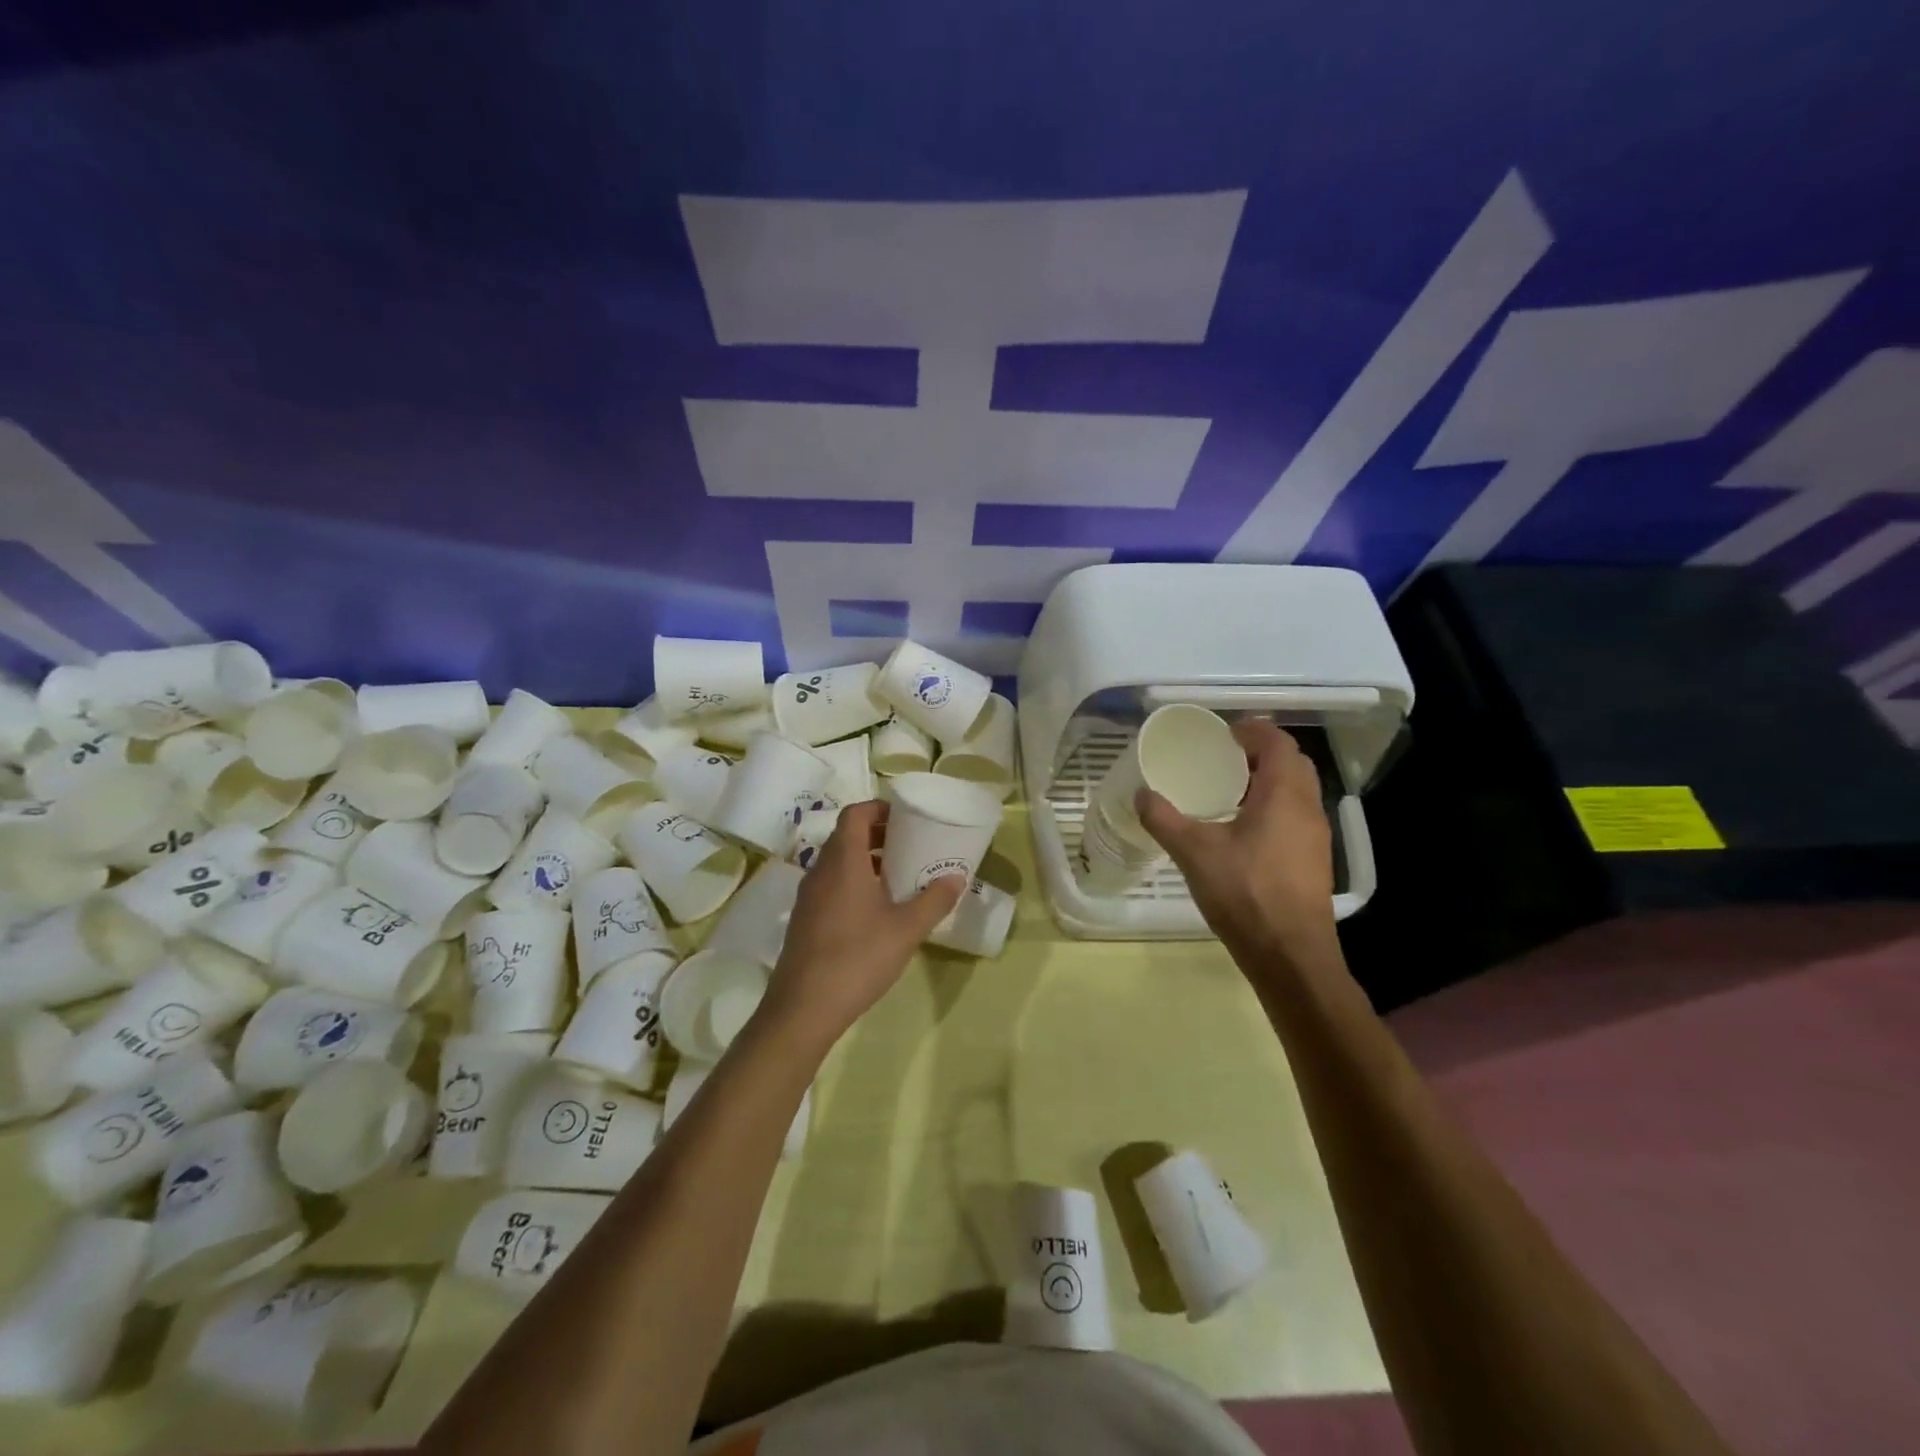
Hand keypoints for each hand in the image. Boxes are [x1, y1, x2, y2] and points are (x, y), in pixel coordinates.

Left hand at [761, 801, 964, 1046]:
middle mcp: (820, 870)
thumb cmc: (858, 958)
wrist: (803, 1007)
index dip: (878, 807)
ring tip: (898, 876)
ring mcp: (808, 896)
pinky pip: (830, 885)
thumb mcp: (906, 929)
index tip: (905, 817)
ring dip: (865, 860)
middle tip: (910, 844)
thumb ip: (934, 900)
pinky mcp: (804, 919)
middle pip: (846, 836)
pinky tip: (875, 910)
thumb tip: (957, 877)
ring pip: (837, 863)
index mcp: (843, 861)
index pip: (855, 814)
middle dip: (877, 834)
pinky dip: (853, 882)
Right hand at [1136, 719, 1337, 966]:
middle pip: (1292, 763)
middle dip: (1261, 752)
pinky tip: (1243, 829)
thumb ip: (1164, 819)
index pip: (1277, 743)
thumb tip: (1141, 794)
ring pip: (1297, 791)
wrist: (1290, 955)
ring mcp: (1315, 836)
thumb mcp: (1194, 853)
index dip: (1253, 730)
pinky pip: (1295, 815)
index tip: (1223, 732)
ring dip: (1268, 780)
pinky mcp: (1313, 860)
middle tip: (1224, 757)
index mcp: (1283, 795)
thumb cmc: (1245, 893)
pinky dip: (1273, 806)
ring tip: (1229, 790)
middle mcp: (1307, 808)